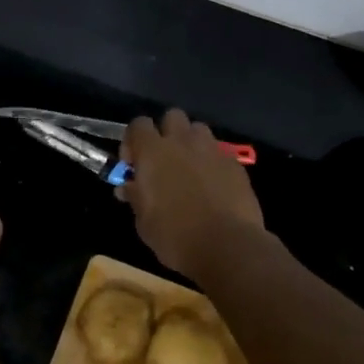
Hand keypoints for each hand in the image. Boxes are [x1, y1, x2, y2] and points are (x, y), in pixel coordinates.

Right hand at [121, 109, 264, 278]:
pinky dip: (212, 163)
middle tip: (163, 161)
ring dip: (191, 144)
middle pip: (172, 116)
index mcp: (153, 152)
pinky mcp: (235, 164)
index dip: (133, 141)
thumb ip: (135, 196)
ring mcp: (212, 150)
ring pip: (199, 130)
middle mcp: (183, 142)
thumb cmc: (175, 235)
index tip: (133, 165)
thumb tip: (128, 186)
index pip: (138, 124)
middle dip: (166, 132)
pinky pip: (219, 153)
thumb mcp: (143, 220)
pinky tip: (213, 187)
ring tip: (189, 170)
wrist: (226, 246)